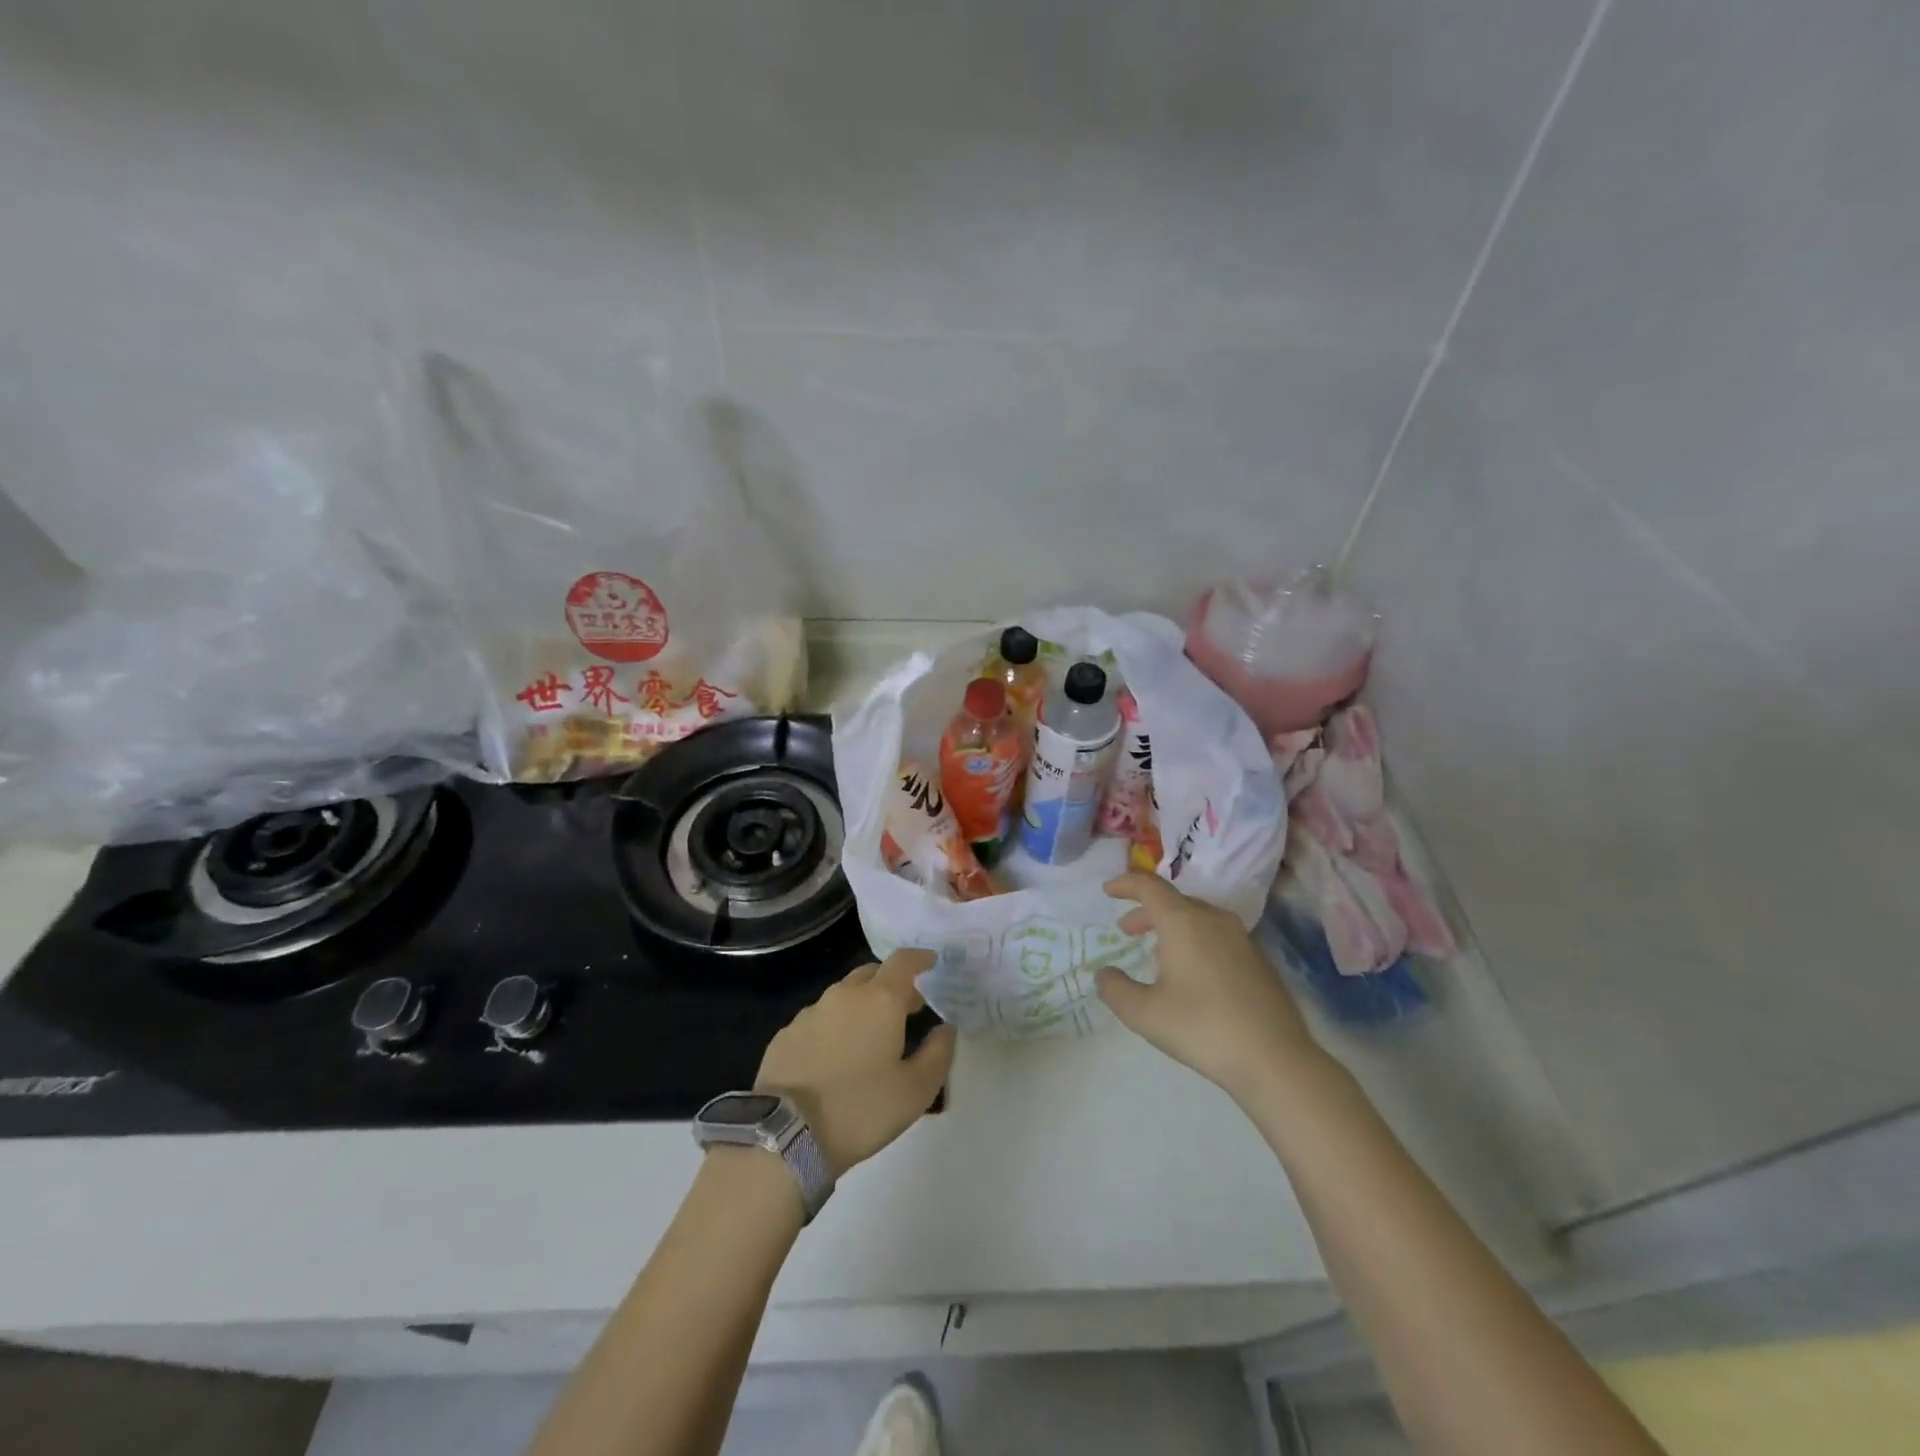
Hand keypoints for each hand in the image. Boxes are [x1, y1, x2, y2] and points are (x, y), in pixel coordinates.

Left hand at [754, 948, 956, 1178]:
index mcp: (880, 1000)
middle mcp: (844, 995)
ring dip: (861, 1005)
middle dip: (892, 984)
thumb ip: (938, 1053)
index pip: (903, 961)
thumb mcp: (916, 1091)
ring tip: (870, 1036)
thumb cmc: (861, 1109)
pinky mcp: (785, 1034)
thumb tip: (946, 1028)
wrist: (786, 1136)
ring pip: (843, 995)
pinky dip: (834, 1027)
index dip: (920, 958)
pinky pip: (819, 1019)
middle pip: (872, 973)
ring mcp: (810, 1013)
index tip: (931, 962)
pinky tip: (834, 1057)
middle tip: (906, 1008)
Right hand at [1095, 873, 1319, 1101]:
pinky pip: (1217, 937)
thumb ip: (1115, 989)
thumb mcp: (1144, 1014)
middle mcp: (1213, 920)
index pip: (1149, 887)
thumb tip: (1104, 975)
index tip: (1108, 891)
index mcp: (1183, 922)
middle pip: (1174, 902)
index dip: (1125, 885)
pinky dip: (1196, 942)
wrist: (1275, 1059)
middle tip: (1127, 930)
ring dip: (1172, 927)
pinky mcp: (1259, 961)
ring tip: (1157, 954)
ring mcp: (1241, 939)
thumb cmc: (1202, 1028)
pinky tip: (1193, 975)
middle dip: (1146, 912)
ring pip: (1198, 918)